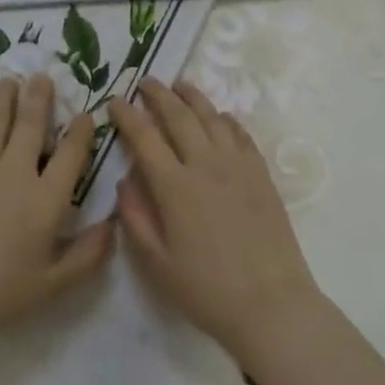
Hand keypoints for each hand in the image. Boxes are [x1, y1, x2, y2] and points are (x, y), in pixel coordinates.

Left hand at [0, 75, 114, 356]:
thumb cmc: (0, 293)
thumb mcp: (55, 283)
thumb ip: (89, 254)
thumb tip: (114, 224)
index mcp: (47, 200)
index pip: (72, 154)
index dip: (82, 131)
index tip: (86, 114)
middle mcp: (16, 172)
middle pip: (31, 125)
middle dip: (40, 98)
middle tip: (43, 76)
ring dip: (5, 98)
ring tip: (10, 80)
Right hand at [110, 79, 324, 357]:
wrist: (270, 303)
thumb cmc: (205, 289)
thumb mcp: (156, 262)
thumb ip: (136, 216)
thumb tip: (126, 180)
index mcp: (174, 187)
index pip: (144, 137)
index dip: (126, 116)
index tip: (114, 101)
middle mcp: (206, 166)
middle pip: (180, 117)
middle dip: (159, 95)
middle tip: (145, 81)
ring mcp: (239, 167)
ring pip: (213, 118)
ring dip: (193, 98)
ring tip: (180, 86)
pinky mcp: (262, 175)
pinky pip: (241, 135)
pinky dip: (226, 120)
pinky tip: (219, 117)